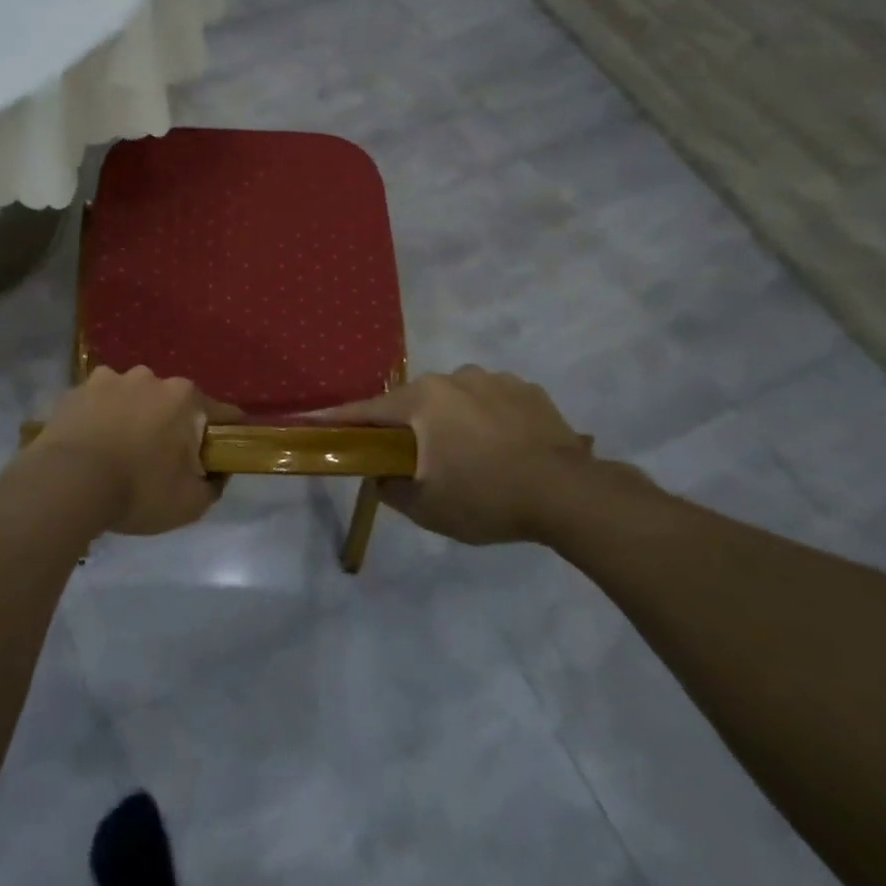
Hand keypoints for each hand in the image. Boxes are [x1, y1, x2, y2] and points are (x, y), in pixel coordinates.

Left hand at [33, 367, 239, 535]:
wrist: (68, 483)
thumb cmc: (138, 490)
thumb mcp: (190, 503)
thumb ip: (213, 485)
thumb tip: (216, 472)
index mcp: (184, 398)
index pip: (221, 413)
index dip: (225, 435)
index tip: (219, 455)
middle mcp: (150, 378)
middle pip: (172, 402)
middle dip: (171, 425)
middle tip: (161, 461)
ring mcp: (109, 379)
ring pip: (132, 398)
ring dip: (132, 417)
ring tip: (119, 452)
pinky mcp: (75, 390)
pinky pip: (97, 403)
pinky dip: (99, 418)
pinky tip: (91, 445)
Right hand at [319, 367, 597, 543]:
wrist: (570, 495)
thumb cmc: (487, 498)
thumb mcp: (427, 507)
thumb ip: (391, 487)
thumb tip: (380, 474)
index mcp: (422, 400)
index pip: (368, 410)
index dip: (340, 419)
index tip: (315, 420)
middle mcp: (452, 378)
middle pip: (415, 402)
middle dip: (410, 427)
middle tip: (417, 458)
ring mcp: (493, 379)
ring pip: (456, 399)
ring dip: (452, 421)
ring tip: (472, 457)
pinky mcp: (528, 389)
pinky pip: (492, 401)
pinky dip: (488, 419)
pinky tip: (504, 448)